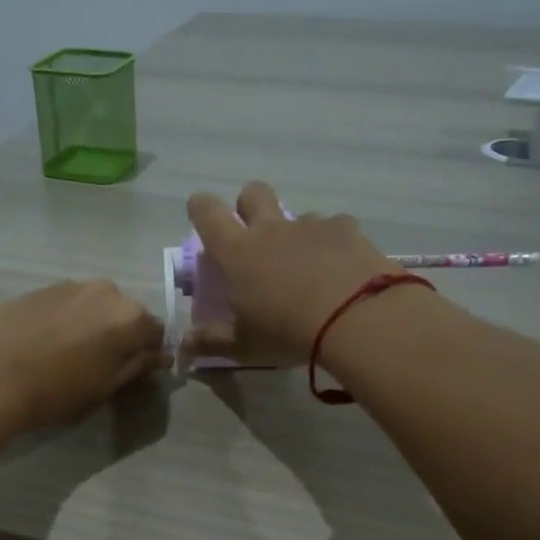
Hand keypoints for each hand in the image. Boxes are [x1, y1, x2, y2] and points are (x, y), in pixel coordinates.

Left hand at [0, 280, 166, 434]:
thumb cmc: (56, 389)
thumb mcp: (105, 385)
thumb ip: (137, 365)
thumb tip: (160, 356)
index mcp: (130, 316)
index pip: (156, 332)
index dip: (148, 353)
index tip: (135, 372)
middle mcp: (107, 291)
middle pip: (125, 314)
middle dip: (120, 336)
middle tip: (99, 365)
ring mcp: (72, 285)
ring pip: (95, 306)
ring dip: (92, 325)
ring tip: (69, 353)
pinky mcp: (41, 288)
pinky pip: (69, 304)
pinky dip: (67, 319)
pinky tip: (46, 342)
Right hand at [184, 182, 397, 364]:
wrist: (355, 317)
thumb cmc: (287, 332)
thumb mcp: (244, 346)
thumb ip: (211, 342)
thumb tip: (184, 344)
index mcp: (238, 252)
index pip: (207, 213)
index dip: (200, 208)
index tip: (200, 213)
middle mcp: (271, 229)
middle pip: (252, 193)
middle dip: (248, 204)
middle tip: (254, 234)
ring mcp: (311, 225)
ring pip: (296, 214)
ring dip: (295, 233)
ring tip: (307, 266)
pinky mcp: (346, 229)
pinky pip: (334, 226)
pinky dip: (332, 242)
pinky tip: (341, 267)